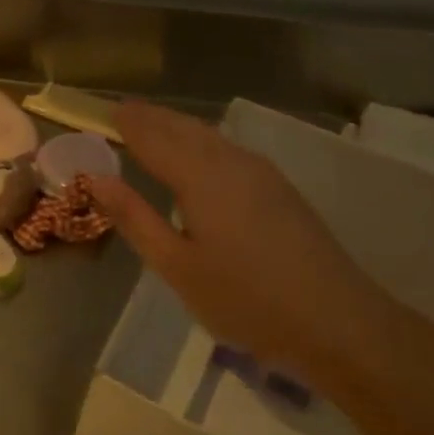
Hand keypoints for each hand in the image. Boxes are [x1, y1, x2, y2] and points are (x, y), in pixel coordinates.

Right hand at [89, 102, 395, 374]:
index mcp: (200, 177)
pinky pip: (228, 149)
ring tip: (153, 125)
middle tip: (123, 112)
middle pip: (184, 128)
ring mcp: (261, 173)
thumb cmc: (245, 299)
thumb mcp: (176, 266)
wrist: (337, 322)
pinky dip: (201, 141)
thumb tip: (95, 179)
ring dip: (178, 126)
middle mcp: (231, 162)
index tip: (103, 111)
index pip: (153, 138)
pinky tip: (199, 153)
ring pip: (210, 136)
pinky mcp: (280, 188)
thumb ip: (134, 218)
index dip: (128, 123)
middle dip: (152, 118)